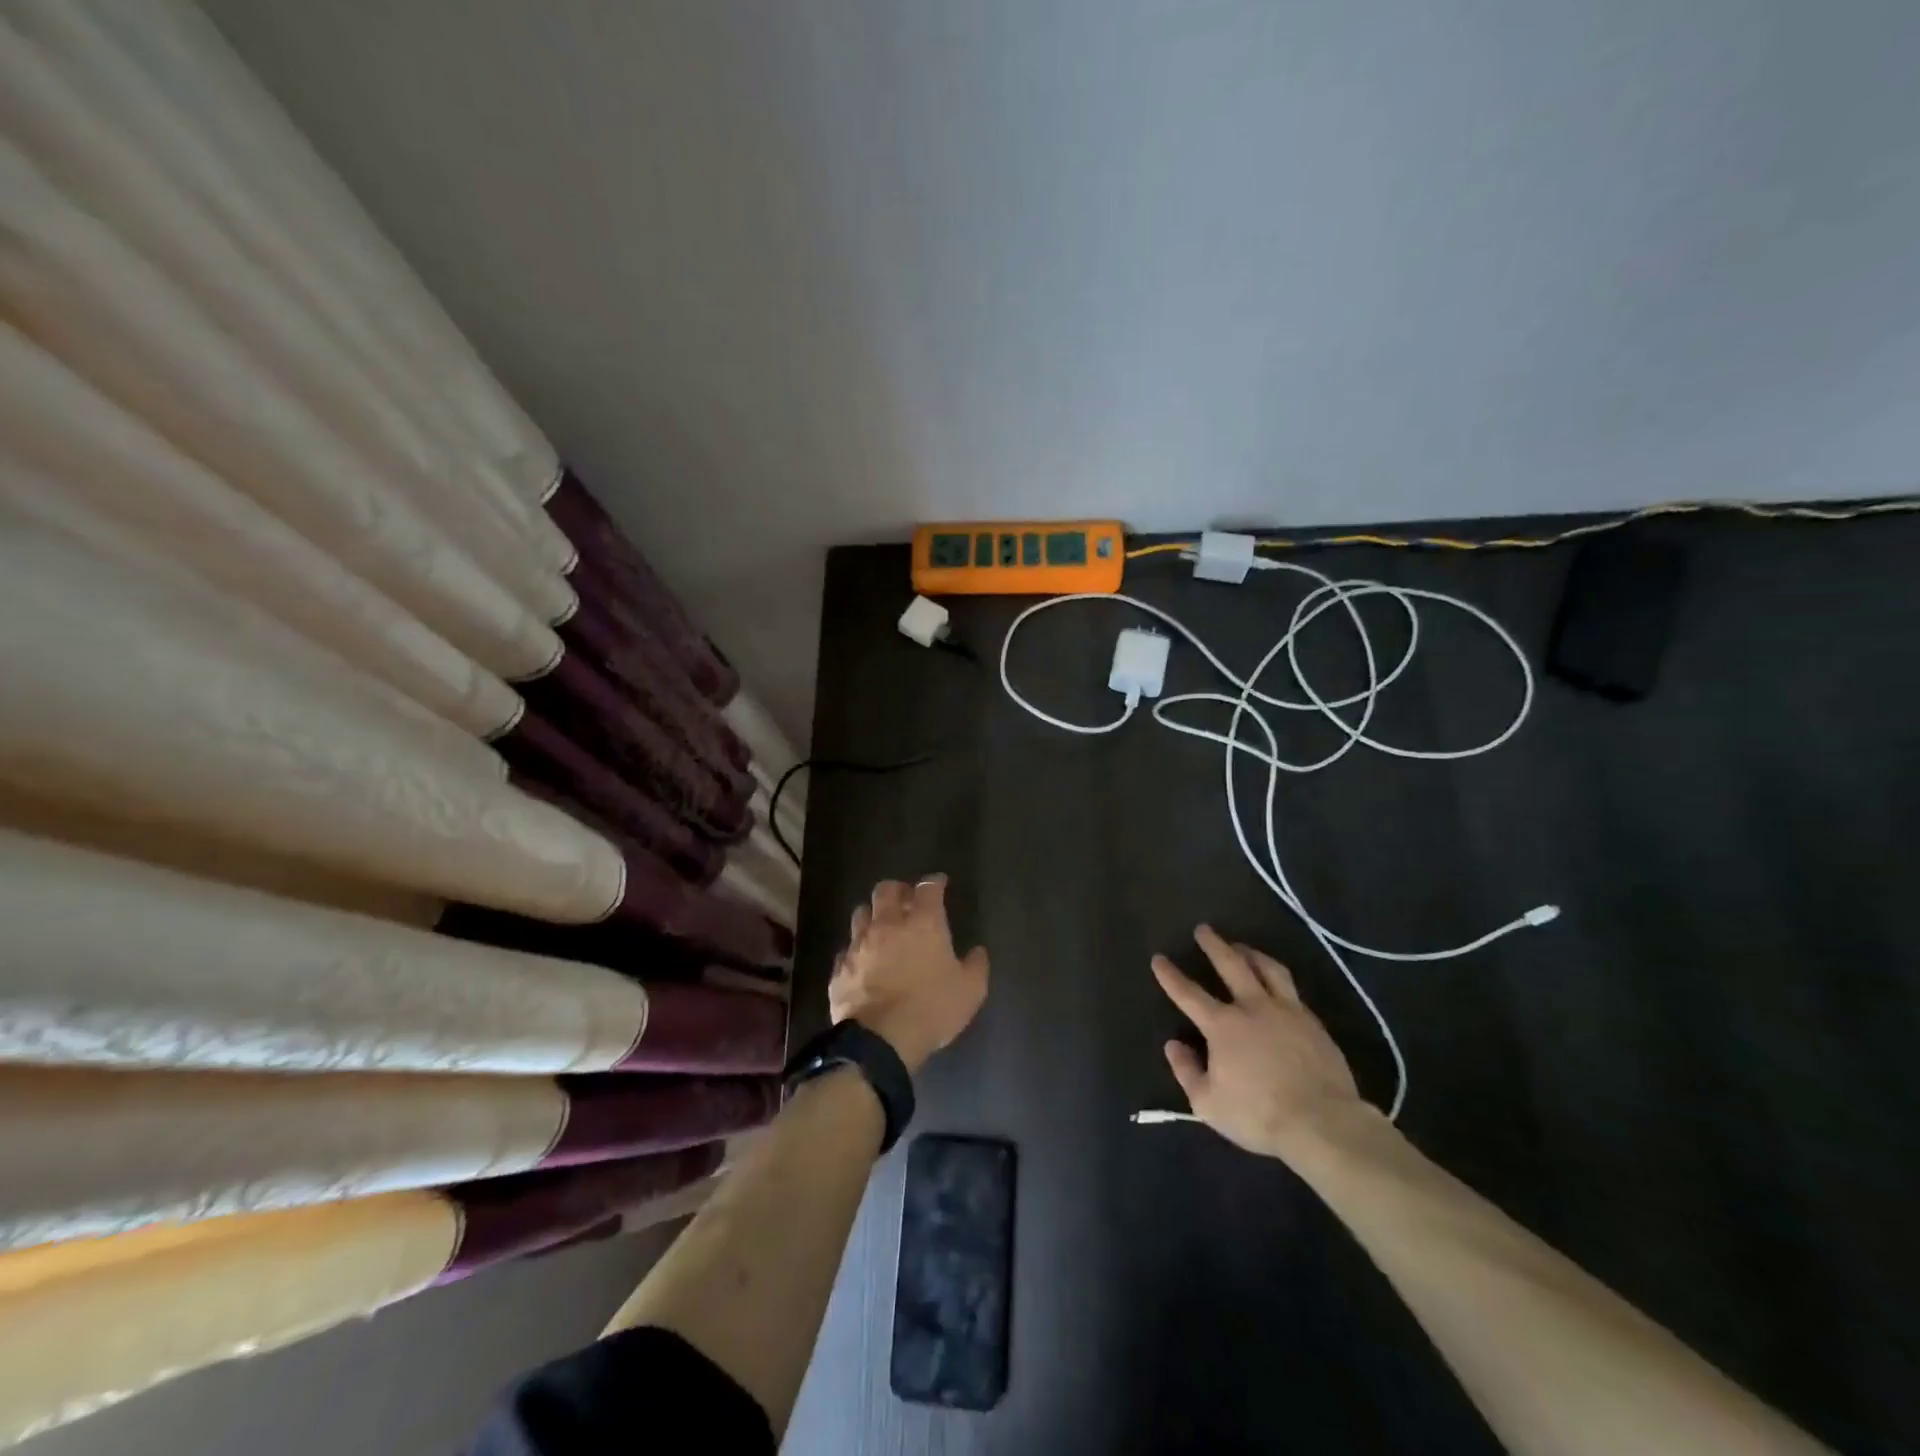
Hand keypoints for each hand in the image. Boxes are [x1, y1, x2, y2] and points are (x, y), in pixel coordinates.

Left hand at [830, 875, 988, 1073]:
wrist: (881, 1039)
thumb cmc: (932, 1008)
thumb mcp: (970, 991)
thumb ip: (976, 966)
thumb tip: (978, 952)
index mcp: (923, 923)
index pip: (928, 888)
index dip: (935, 882)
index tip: (939, 883)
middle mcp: (888, 924)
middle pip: (887, 890)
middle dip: (898, 890)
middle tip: (905, 899)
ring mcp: (859, 944)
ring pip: (861, 913)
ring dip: (873, 915)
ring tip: (880, 926)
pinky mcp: (840, 967)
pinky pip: (847, 949)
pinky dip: (857, 949)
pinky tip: (863, 960)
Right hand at [1151, 925, 1368, 1163]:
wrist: (1323, 1122)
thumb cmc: (1258, 1114)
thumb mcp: (1208, 1104)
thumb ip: (1187, 1071)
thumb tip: (1174, 1045)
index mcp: (1222, 1025)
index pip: (1188, 993)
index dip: (1170, 976)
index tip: (1159, 958)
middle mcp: (1252, 1007)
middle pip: (1231, 965)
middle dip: (1214, 945)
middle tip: (1204, 929)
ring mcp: (1287, 1011)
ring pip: (1267, 969)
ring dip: (1251, 953)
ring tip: (1242, 947)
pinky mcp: (1313, 1022)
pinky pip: (1291, 989)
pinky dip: (1277, 979)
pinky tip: (1276, 983)